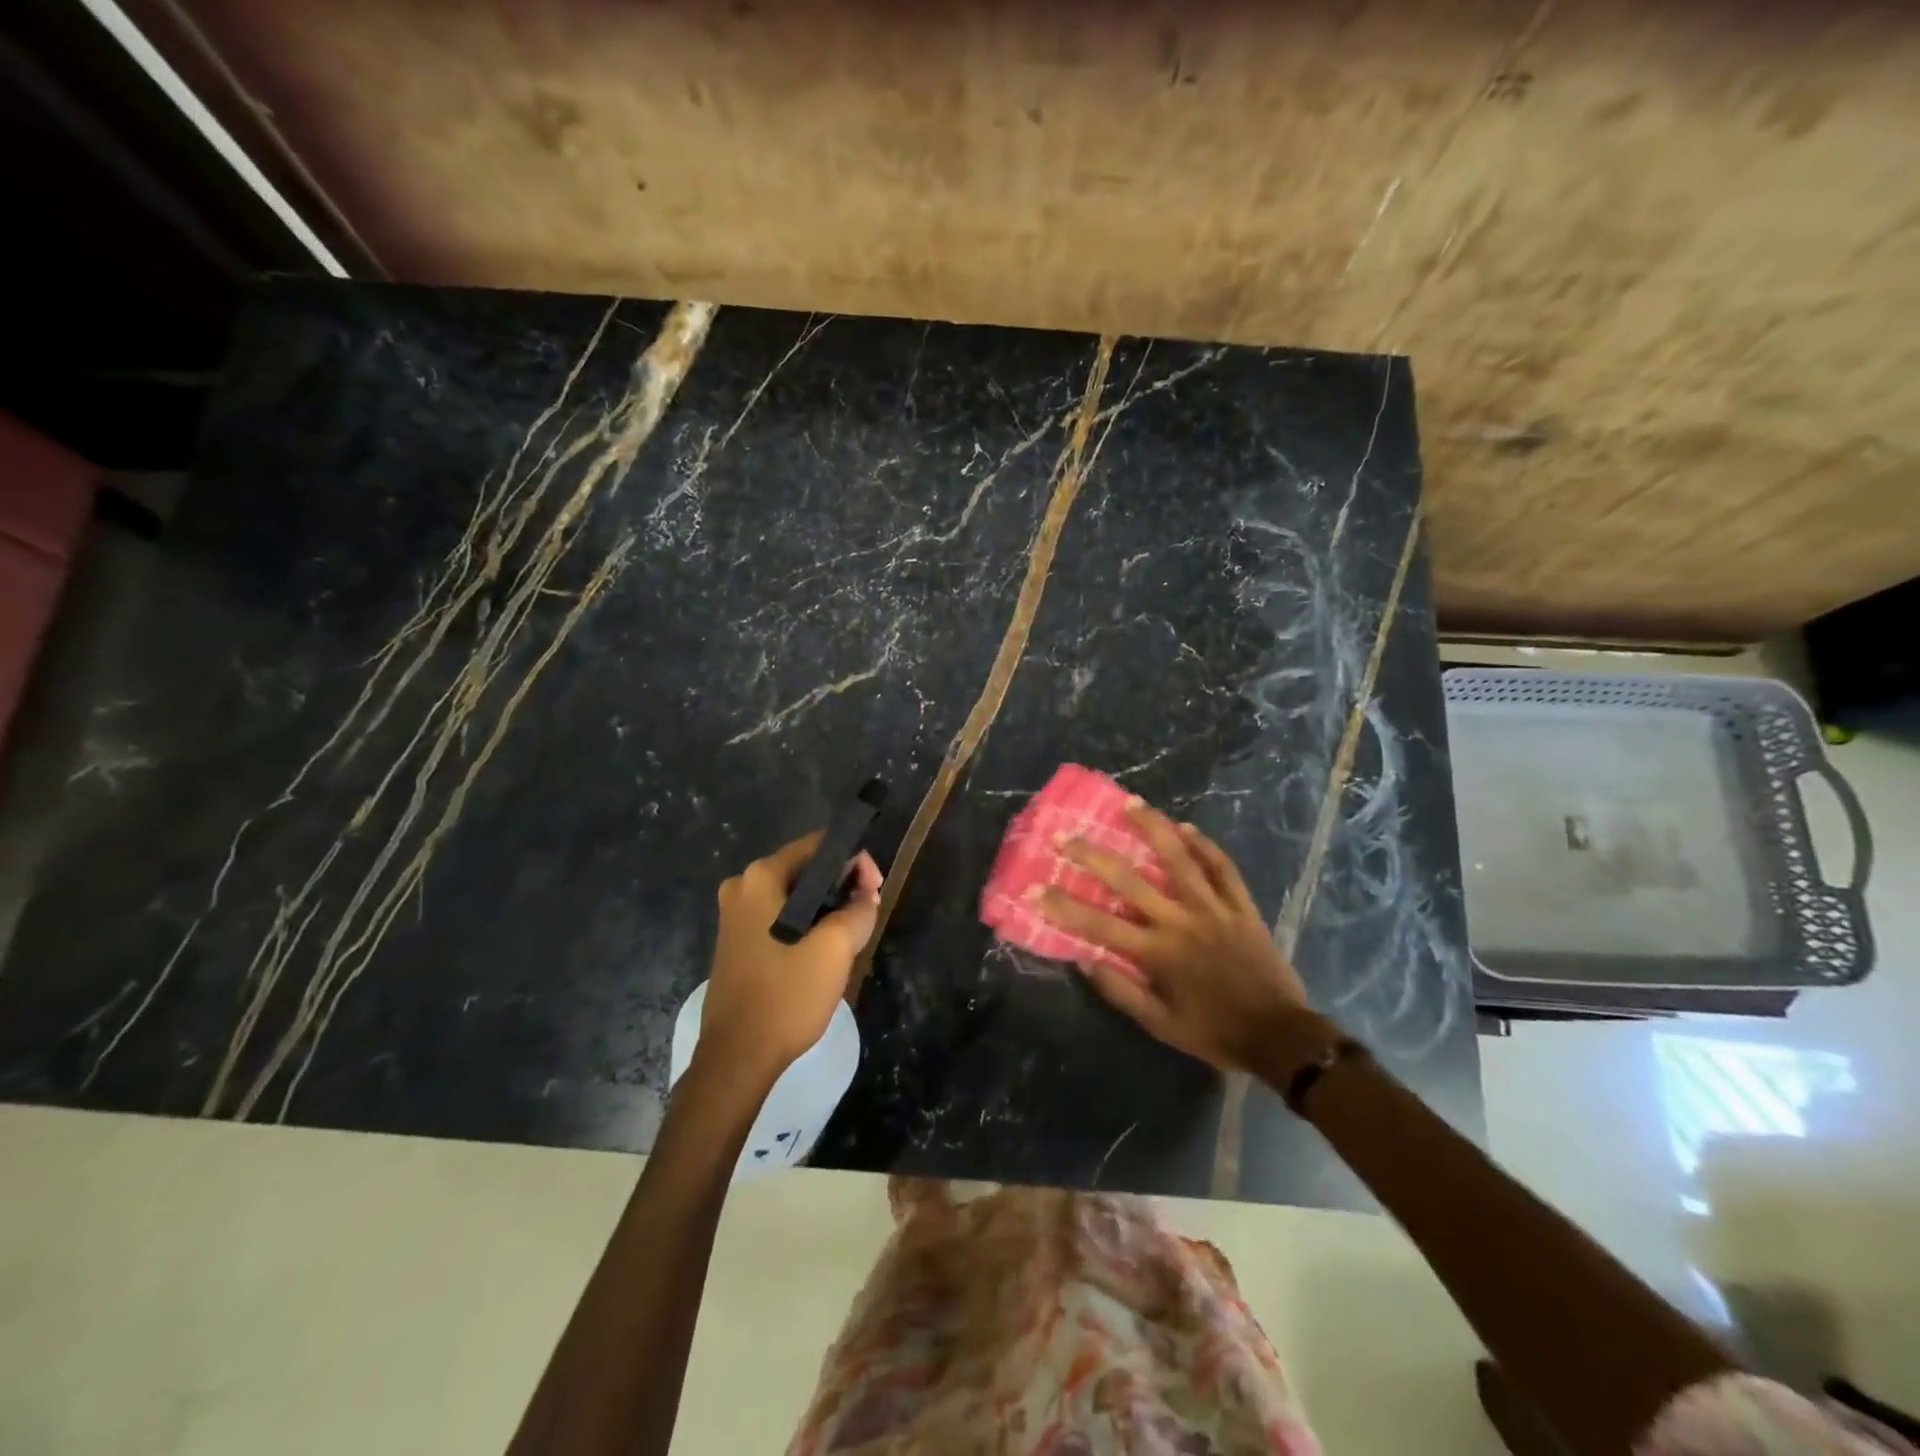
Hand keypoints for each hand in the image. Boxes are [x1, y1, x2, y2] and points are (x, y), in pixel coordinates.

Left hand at [699, 833, 882, 1084]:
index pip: (817, 846)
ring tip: (853, 929)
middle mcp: (741, 887)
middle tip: (869, 908)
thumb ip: (858, 910)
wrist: (737, 1058)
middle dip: (841, 883)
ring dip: (825, 906)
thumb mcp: (835, 949)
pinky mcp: (735, 942)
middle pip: (804, 869)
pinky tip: (824, 947)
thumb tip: (867, 894)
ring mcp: (734, 916)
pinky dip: (805, 922)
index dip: (853, 860)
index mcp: (760, 878)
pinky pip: (778, 916)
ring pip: (793, 896)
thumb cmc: (786, 995)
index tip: (876, 888)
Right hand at [1036, 801, 1310, 1071]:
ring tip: (1130, 803)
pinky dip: (1205, 845)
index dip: (1064, 906)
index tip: (1036, 889)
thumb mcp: (1160, 1025)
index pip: (1100, 924)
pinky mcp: (1242, 906)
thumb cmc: (1214, 1032)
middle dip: (1093, 856)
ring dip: (1153, 828)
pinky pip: (1223, 868)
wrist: (1280, 1037)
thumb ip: (1121, 991)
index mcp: (1158, 953)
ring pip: (1180, 859)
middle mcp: (1182, 921)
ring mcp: (1215, 909)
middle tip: (1066, 834)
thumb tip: (1084, 960)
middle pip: (1131, 880)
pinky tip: (1186, 827)